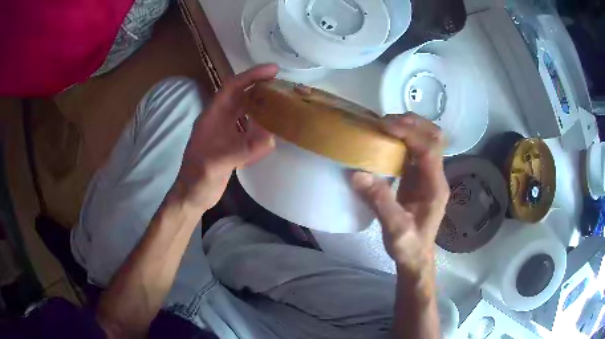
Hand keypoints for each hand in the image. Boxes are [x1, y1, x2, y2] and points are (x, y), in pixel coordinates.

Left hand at [173, 64, 278, 211]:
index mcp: (212, 116)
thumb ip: (240, 151)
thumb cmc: (197, 179)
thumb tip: (270, 139)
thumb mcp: (216, 165)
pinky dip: (261, 124)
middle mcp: (219, 119)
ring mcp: (224, 132)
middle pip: (241, 95)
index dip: (251, 76)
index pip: (232, 87)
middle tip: (283, 83)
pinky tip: (272, 127)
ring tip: (281, 101)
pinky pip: (248, 127)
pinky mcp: (230, 144)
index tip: (273, 70)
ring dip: (261, 103)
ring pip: (245, 110)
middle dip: (259, 86)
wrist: (192, 196)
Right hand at [352, 113, 448, 275]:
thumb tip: (358, 173)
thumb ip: (380, 202)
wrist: (416, 258)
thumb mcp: (395, 230)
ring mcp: (428, 176)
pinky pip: (414, 151)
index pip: (429, 149)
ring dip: (408, 129)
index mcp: (435, 187)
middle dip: (413, 124)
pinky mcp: (419, 179)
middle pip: (434, 138)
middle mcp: (436, 177)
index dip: (410, 133)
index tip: (385, 125)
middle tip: (385, 121)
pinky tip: (386, 141)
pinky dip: (402, 140)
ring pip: (426, 141)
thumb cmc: (409, 247)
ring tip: (384, 126)